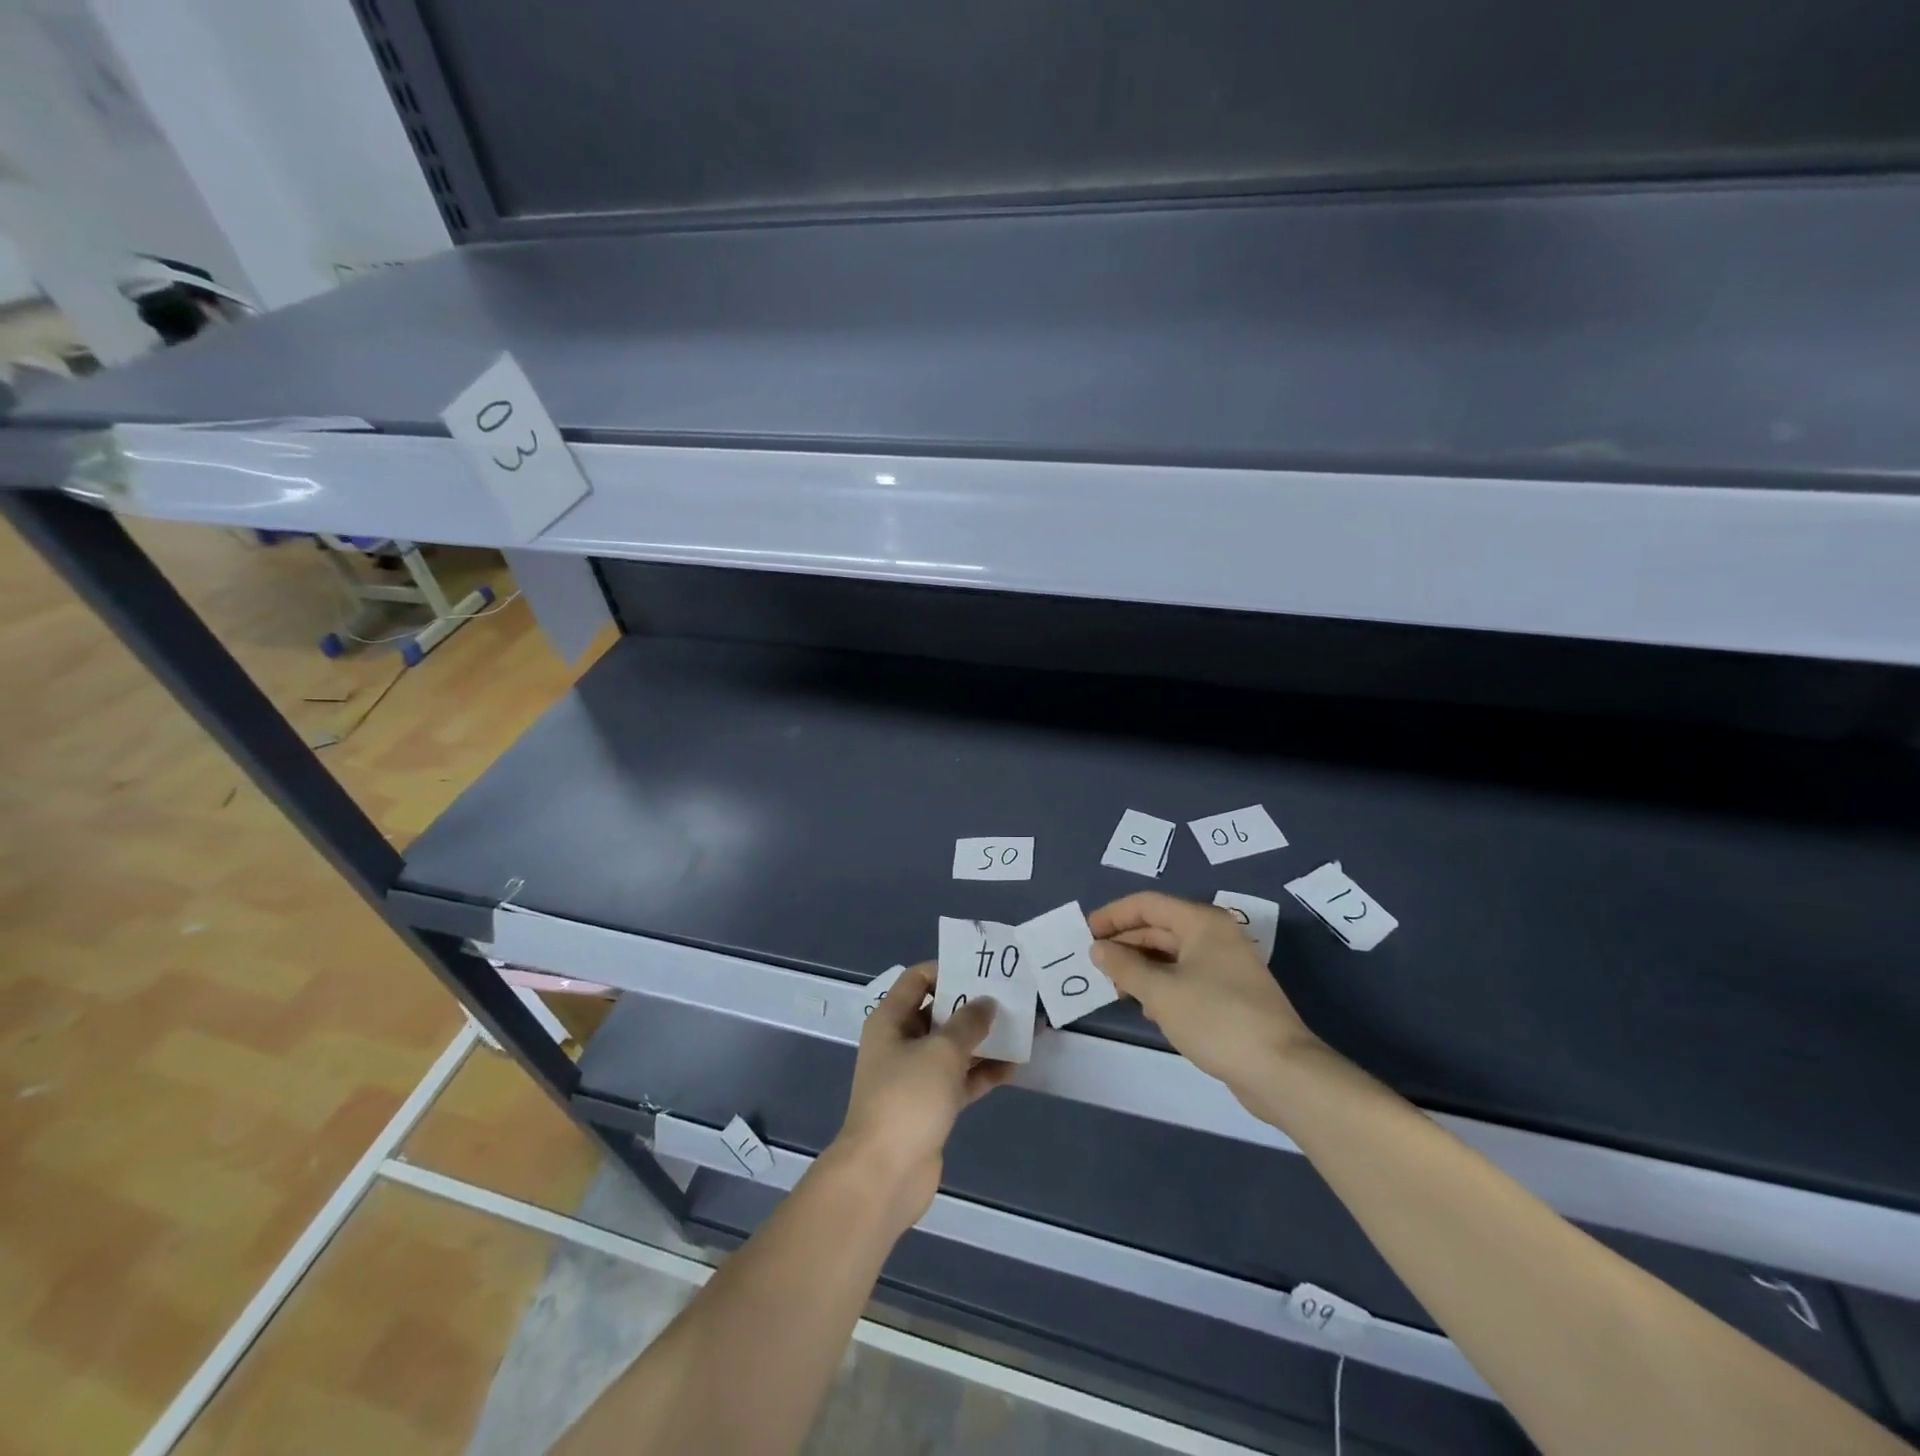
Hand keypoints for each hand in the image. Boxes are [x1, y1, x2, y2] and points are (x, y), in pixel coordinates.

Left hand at [827, 963, 1014, 1231]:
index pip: (918, 979)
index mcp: (891, 1020)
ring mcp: (916, 1076)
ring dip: (984, 1040)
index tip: (983, 971)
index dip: (948, 970)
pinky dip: (983, 1072)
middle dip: (973, 1006)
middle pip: (939, 1013)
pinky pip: (960, 1079)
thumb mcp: (941, 1051)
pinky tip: (1015, 1066)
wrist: (884, 1174)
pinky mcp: (931, 1106)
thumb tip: (987, 1002)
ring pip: (953, 1048)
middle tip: (1012, 997)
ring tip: (1023, 1028)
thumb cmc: (907, 1098)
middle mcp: (901, 1042)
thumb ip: (968, 1022)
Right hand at [1089, 892, 1322, 1100]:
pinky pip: (1186, 978)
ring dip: (1141, 967)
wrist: (1280, 1070)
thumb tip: (1098, 948)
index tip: (1085, 933)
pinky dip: (1162, 986)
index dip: (1113, 915)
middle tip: (1094, 964)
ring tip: (1116, 988)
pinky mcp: (1230, 994)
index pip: (1147, 904)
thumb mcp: (1160, 991)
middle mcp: (1215, 936)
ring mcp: (1226, 965)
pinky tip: (1147, 1008)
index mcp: (1201, 922)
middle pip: (1159, 928)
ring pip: (1171, 955)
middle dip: (1125, 944)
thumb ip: (1124, 966)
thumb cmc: (1215, 1019)